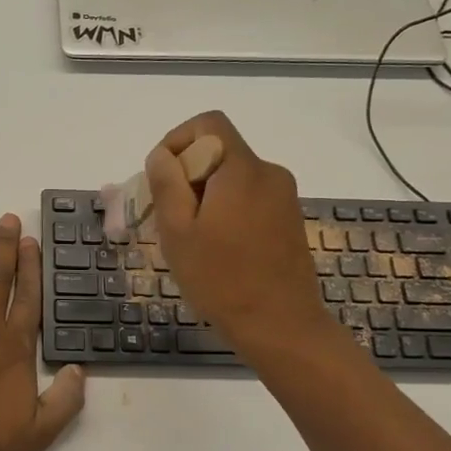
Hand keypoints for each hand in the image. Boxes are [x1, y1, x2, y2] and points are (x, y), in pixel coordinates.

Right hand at [143, 111, 328, 348]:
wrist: (281, 326)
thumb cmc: (222, 280)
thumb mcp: (178, 232)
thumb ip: (167, 184)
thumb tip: (161, 155)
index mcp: (242, 170)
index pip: (208, 124)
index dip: (177, 140)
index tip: (161, 178)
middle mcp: (269, 173)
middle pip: (219, 152)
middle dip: (186, 175)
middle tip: (165, 217)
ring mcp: (284, 197)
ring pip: (232, 178)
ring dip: (204, 196)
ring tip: (188, 238)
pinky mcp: (289, 220)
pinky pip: (249, 198)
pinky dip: (226, 210)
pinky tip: (215, 249)